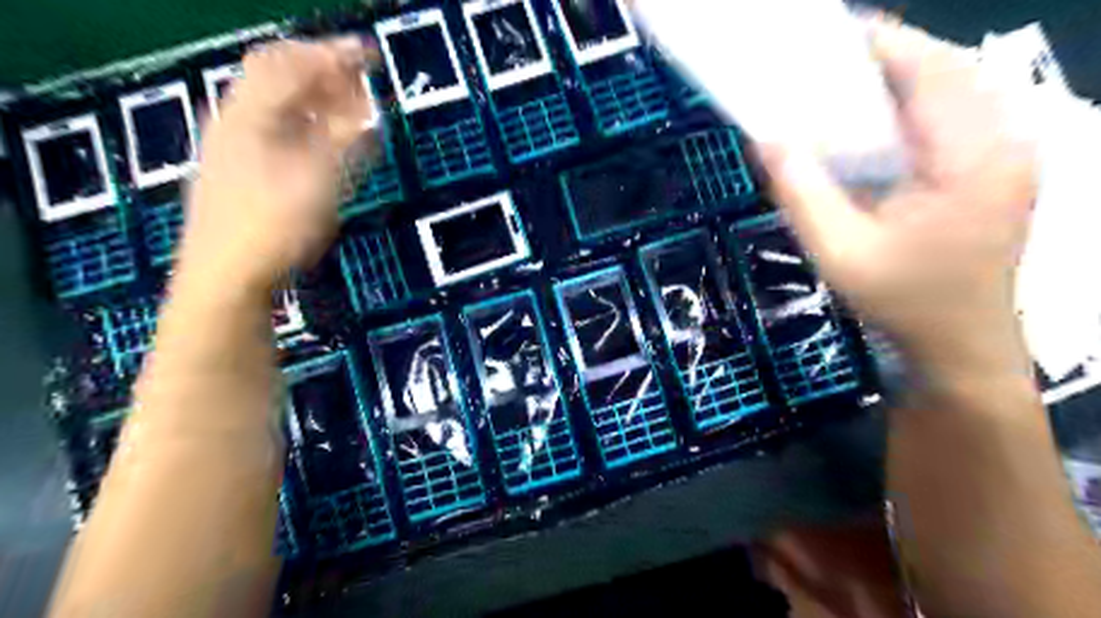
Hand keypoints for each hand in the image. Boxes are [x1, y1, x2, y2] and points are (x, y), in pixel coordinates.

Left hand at [174, 37, 375, 295]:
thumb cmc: (272, 228)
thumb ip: (345, 145)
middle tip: (364, 81)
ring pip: (280, 106)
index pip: (291, 64)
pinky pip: (278, 131)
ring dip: (318, 100)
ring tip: (354, 108)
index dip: (332, 54)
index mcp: (250, 114)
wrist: (225, 277)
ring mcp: (235, 145)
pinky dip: (308, 125)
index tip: (370, 56)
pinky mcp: (241, 170)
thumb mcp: (318, 184)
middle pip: (280, 78)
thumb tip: (370, 117)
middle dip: (326, 74)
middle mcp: (237, 120)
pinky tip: (326, 139)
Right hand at [764, 17, 1038, 374]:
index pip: (932, 72)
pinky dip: (923, 98)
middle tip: (834, 57)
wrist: (958, 341)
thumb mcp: (837, 251)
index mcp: (968, 160)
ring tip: (853, 77)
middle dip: (893, 52)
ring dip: (909, 72)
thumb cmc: (898, 300)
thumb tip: (766, 139)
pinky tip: (886, 115)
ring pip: (963, 85)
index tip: (832, 34)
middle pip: (952, 68)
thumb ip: (801, 192)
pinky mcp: (1003, 166)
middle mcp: (1004, 143)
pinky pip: (965, 110)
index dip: (883, 42)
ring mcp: (1011, 154)